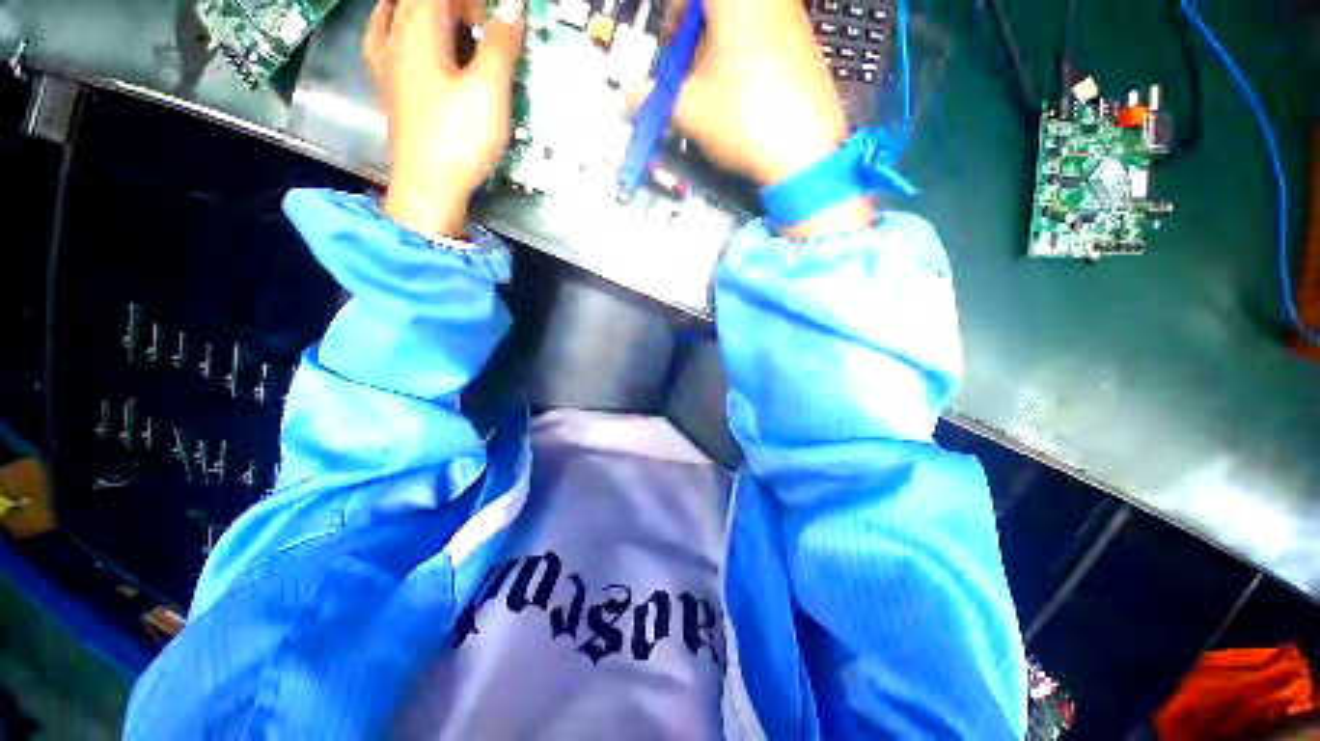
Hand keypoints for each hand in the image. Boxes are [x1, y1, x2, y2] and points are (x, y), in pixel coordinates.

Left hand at [364, 0, 523, 238]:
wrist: (429, 186)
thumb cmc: (458, 139)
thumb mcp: (489, 92)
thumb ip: (500, 45)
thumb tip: (512, 8)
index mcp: (420, 31)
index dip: (475, 3)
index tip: (500, 20)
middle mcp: (397, 37)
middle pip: (421, 2)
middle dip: (458, 7)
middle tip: (485, 28)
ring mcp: (388, 62)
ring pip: (401, 13)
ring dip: (431, 15)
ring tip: (457, 28)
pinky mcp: (390, 86)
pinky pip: (386, 37)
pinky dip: (396, 24)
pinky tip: (402, 30)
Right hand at [651, 0, 872, 237]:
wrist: (807, 153)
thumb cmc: (744, 119)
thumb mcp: (689, 110)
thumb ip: (651, 98)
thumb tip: (626, 97)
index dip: (675, 13)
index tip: (669, 40)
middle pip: (718, 6)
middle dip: (694, 30)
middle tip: (687, 66)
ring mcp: (792, 18)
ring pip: (742, 19)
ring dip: (716, 45)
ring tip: (712, 87)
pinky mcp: (805, 45)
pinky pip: (765, 34)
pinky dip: (742, 54)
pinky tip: (740, 93)